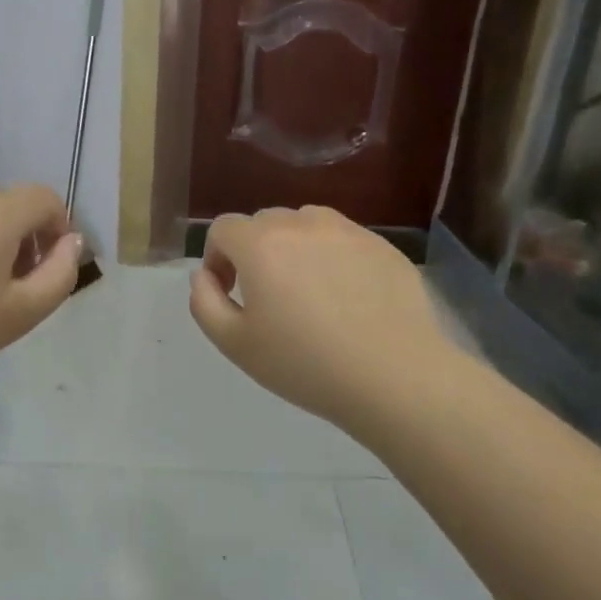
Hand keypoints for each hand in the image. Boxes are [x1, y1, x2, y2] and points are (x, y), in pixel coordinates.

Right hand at [189, 206, 453, 434]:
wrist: (396, 376)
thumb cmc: (306, 364)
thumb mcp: (235, 344)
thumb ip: (204, 302)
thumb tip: (204, 275)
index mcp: (260, 243)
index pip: (223, 228)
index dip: (217, 258)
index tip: (230, 293)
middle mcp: (301, 223)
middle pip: (263, 223)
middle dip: (254, 252)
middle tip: (268, 298)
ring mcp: (346, 230)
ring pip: (304, 225)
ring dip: (294, 248)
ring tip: (309, 292)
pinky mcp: (381, 245)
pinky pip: (343, 240)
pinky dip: (333, 258)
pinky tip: (348, 299)